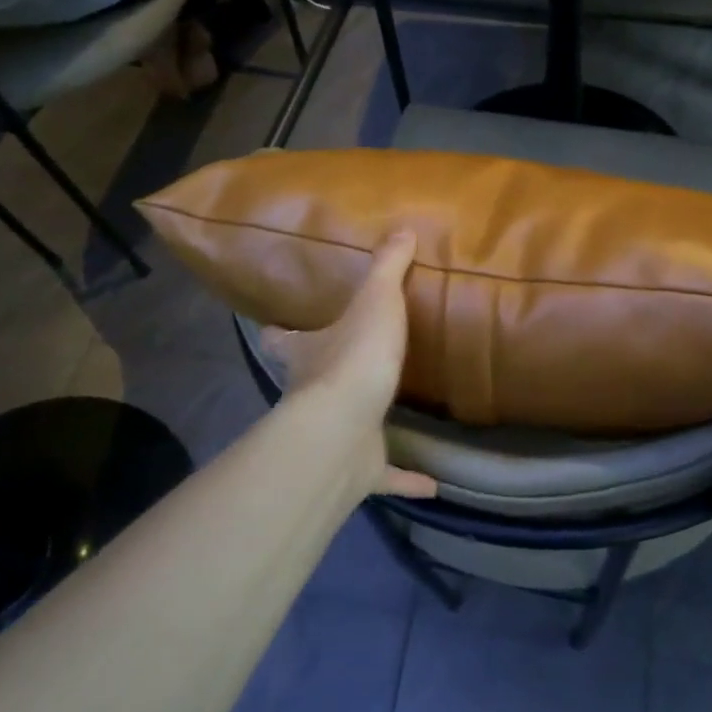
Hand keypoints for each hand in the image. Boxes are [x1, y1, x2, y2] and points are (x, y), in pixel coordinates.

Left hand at [260, 233, 437, 501]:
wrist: (343, 430)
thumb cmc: (353, 357)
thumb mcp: (375, 301)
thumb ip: (387, 266)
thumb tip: (401, 227)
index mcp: (307, 353)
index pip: (280, 339)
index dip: (278, 333)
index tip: (279, 328)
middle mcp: (310, 395)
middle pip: (305, 383)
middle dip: (321, 376)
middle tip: (348, 364)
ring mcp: (333, 435)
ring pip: (343, 431)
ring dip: (362, 428)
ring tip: (389, 415)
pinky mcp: (357, 470)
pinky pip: (384, 475)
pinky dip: (405, 479)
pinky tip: (432, 484)